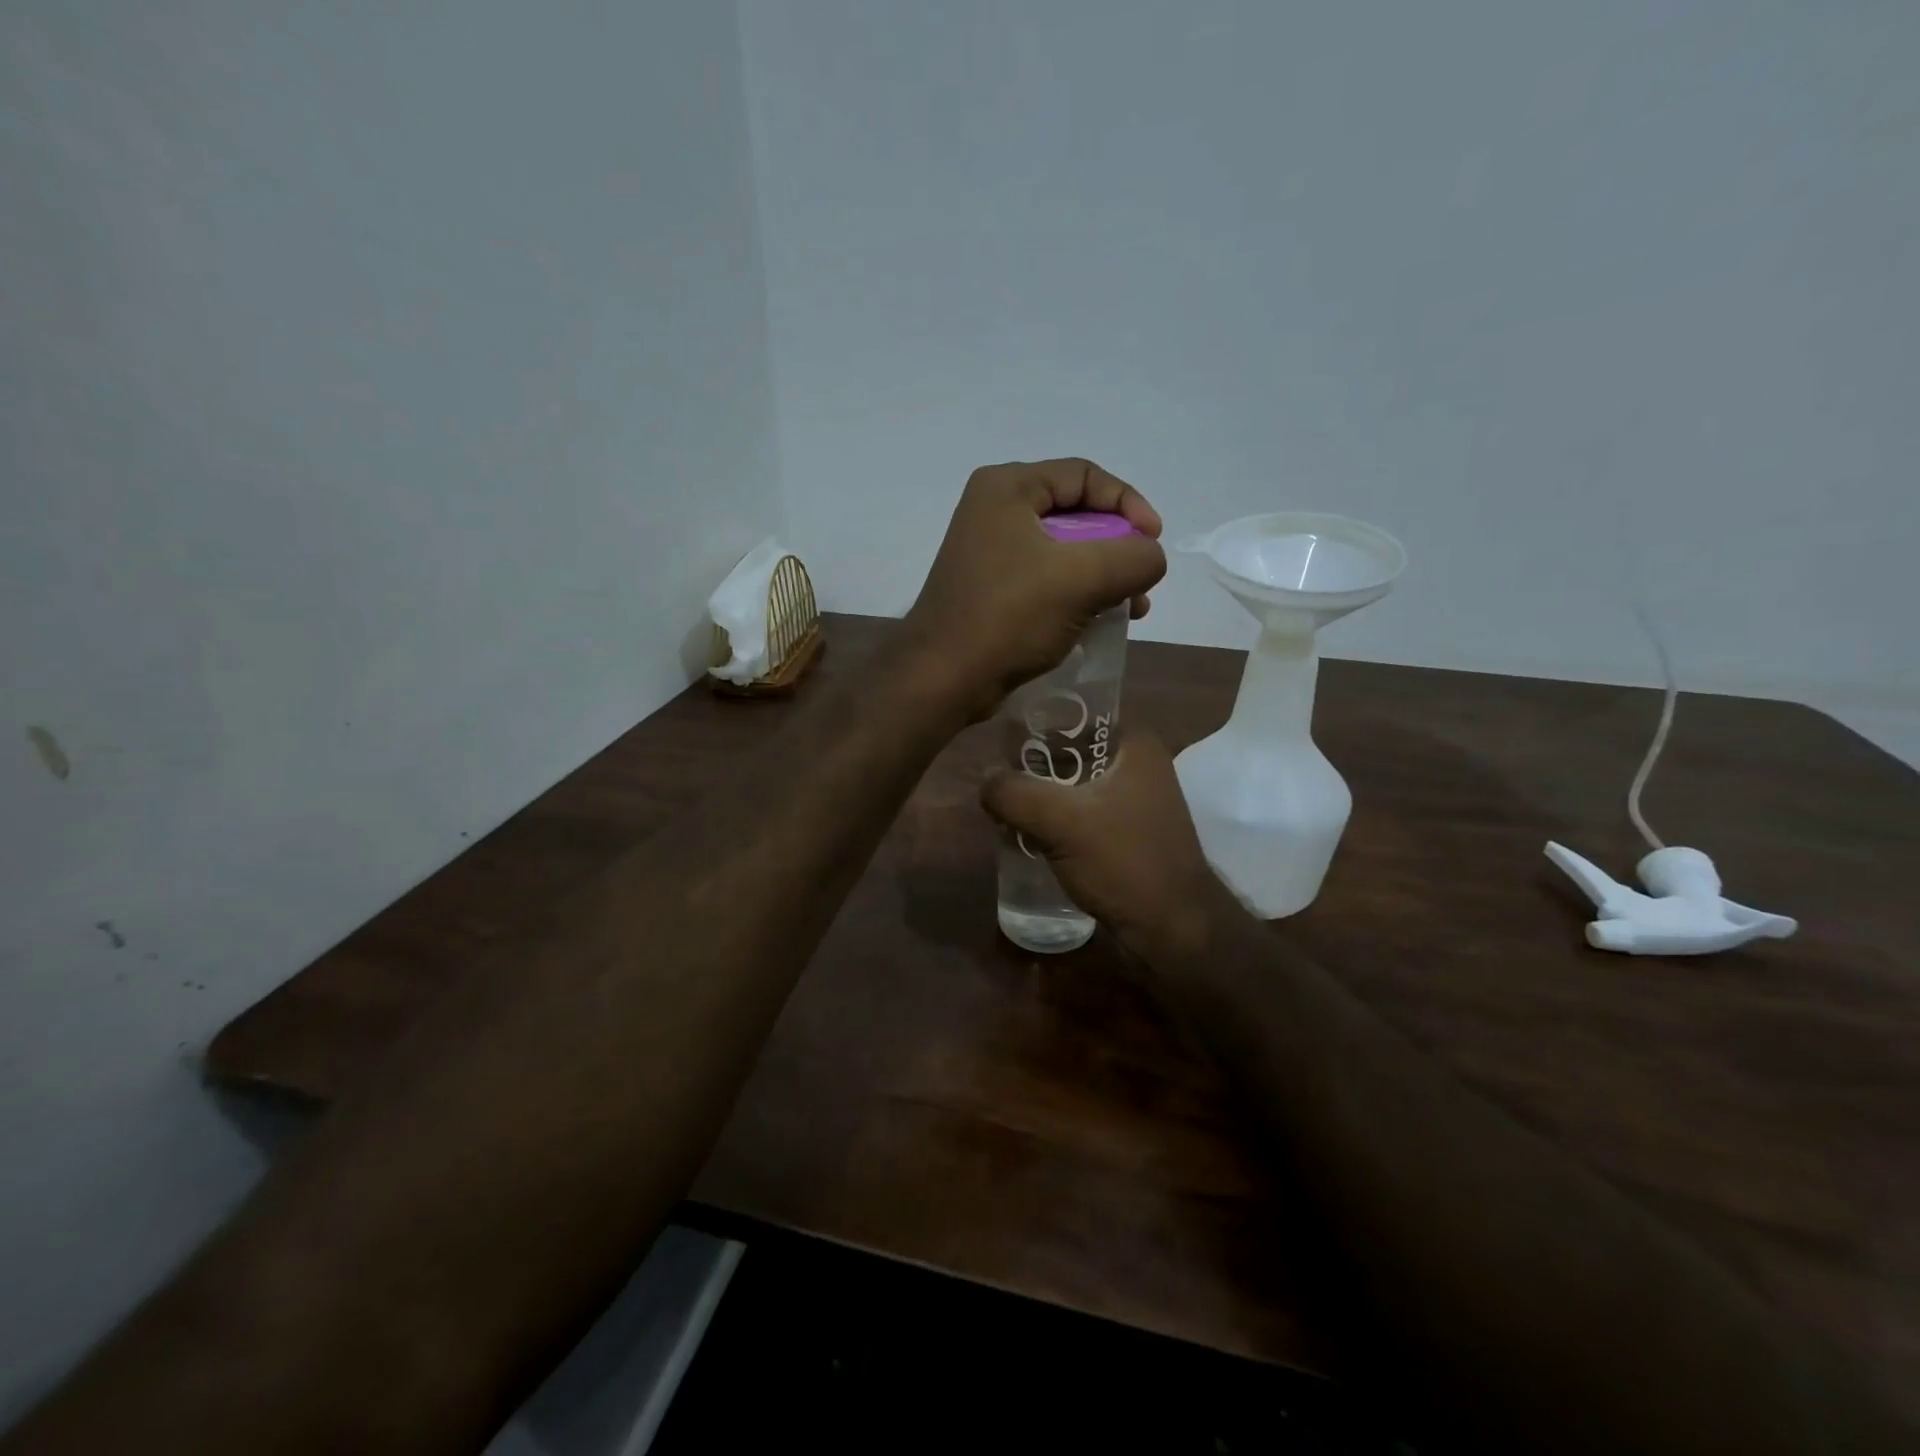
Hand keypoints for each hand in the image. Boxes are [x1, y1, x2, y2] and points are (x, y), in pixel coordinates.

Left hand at [905, 459, 1165, 718]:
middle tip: (1142, 580)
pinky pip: (1047, 580)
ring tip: (1132, 610)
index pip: (1084, 476)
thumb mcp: (1082, 579)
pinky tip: (1102, 622)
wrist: (944, 678)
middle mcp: (994, 511)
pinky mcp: (992, 589)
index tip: (1153, 541)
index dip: (1128, 503)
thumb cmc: (1009, 617)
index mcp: (1007, 488)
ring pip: (1065, 552)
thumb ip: (1134, 558)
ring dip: (1104, 576)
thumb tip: (1150, 558)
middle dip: (1118, 547)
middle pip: (1076, 514)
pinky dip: (1078, 595)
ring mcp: (990, 553)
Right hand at [982, 730, 1232, 963]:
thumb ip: (1014, 792)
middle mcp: (1138, 766)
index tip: (999, 741)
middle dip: (1031, 768)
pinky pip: (1080, 816)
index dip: (1036, 725)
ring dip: (1039, 798)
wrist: (1172, 931)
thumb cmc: (1124, 862)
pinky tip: (1024, 835)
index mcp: (1135, 745)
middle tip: (995, 782)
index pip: (1076, 716)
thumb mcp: (1060, 820)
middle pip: (1070, 753)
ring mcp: (1134, 803)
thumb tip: (985, 780)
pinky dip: (1054, 822)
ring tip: (1002, 809)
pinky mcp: (1125, 836)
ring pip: (1072, 787)